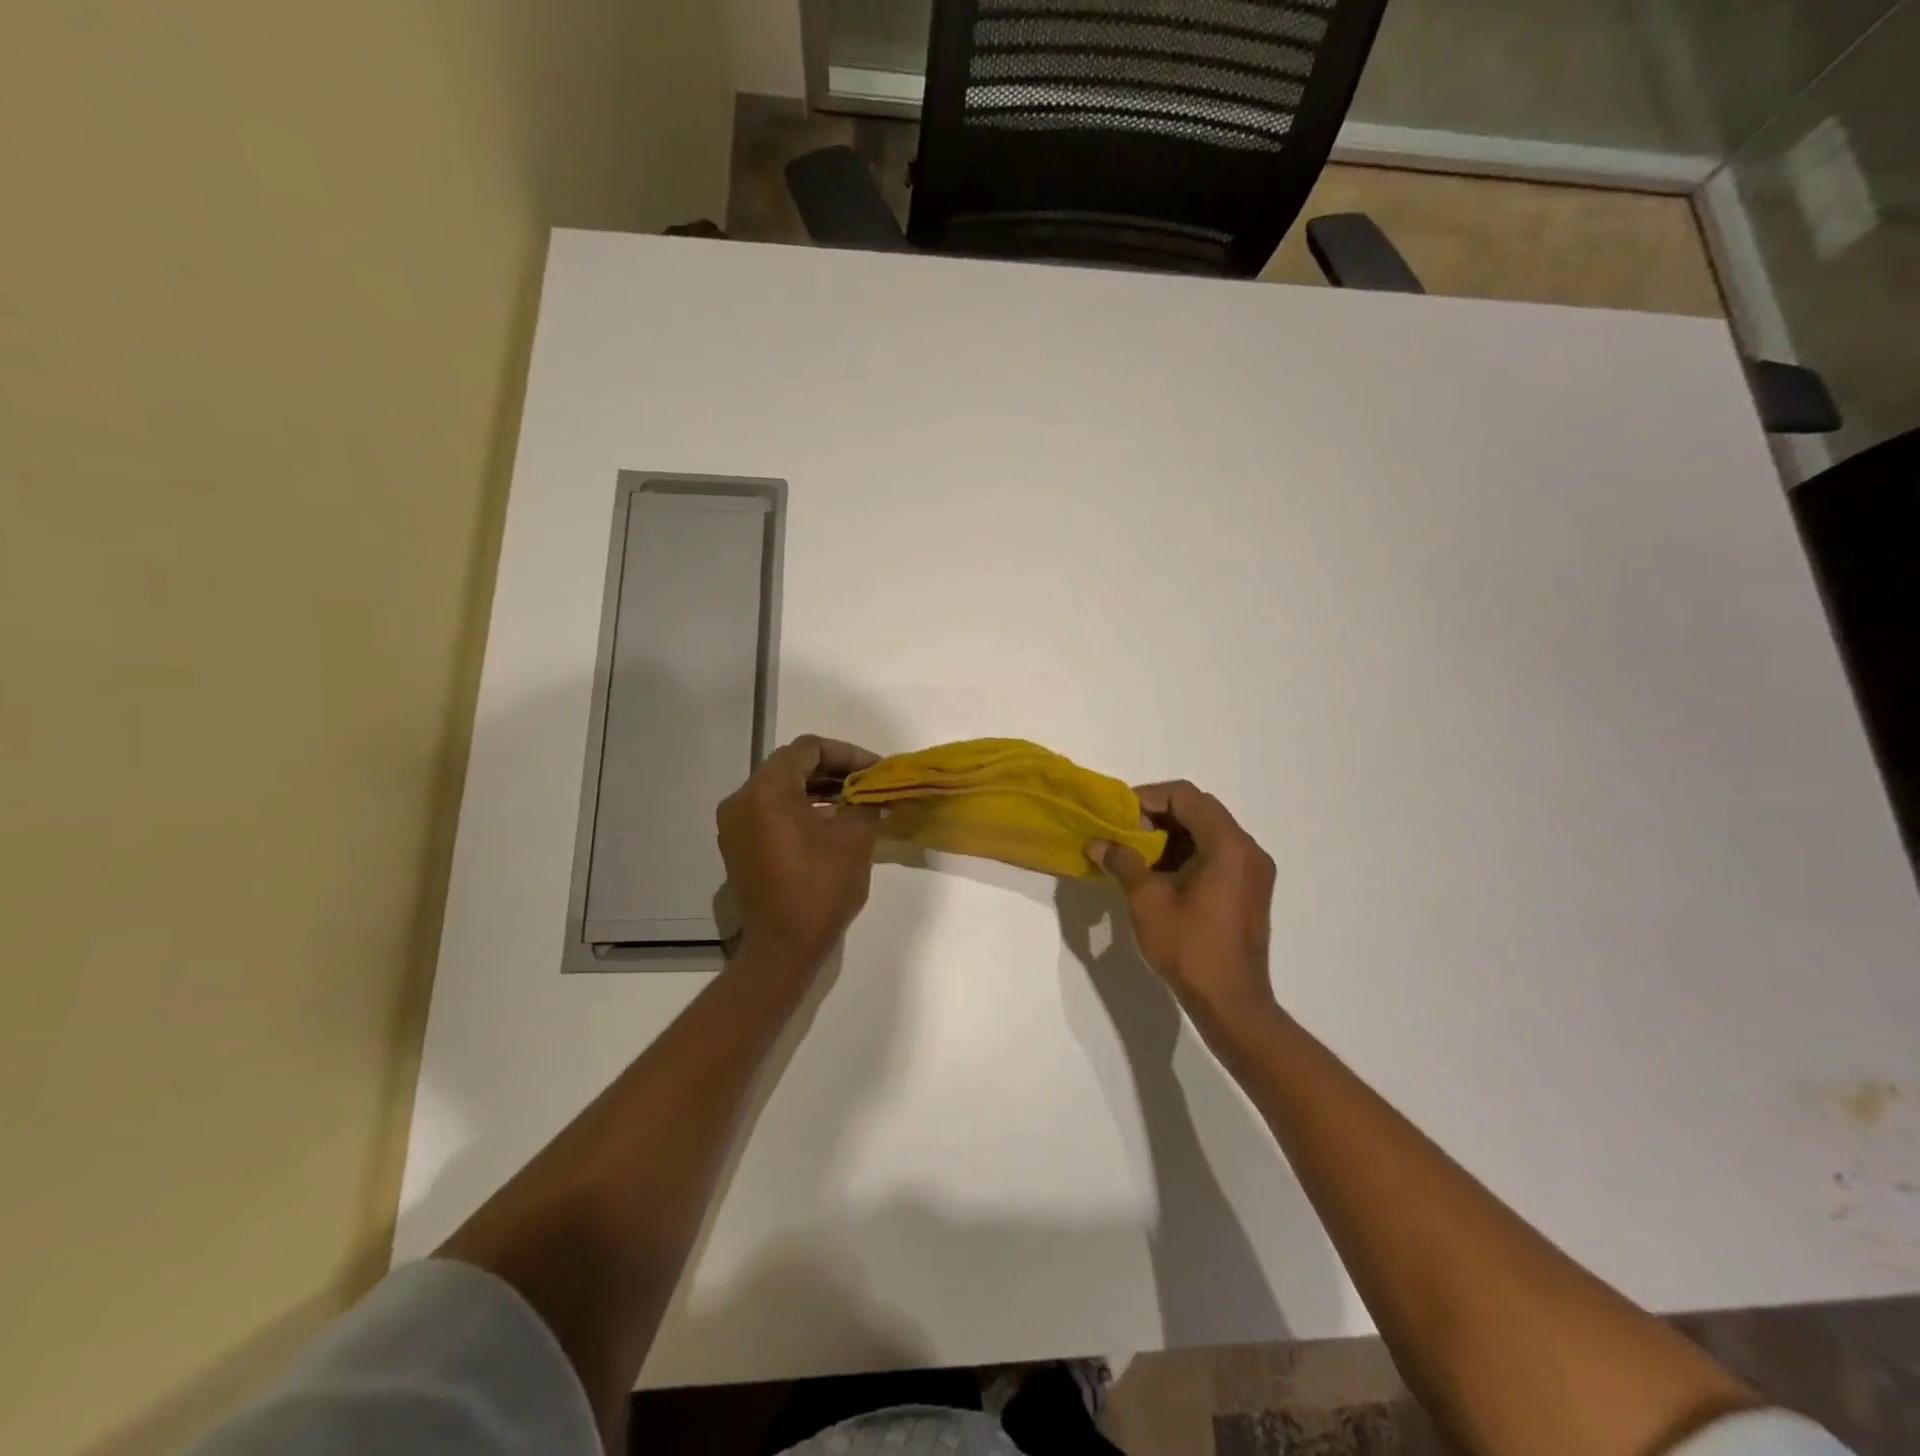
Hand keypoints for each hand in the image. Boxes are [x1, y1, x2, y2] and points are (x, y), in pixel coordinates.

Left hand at [717, 735, 883, 968]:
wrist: (782, 948)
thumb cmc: (820, 889)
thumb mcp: (854, 840)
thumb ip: (865, 805)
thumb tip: (872, 795)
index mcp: (767, 790)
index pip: (808, 749)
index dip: (846, 753)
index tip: (874, 769)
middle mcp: (742, 799)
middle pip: (790, 765)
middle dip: (832, 769)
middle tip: (866, 782)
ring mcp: (734, 823)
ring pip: (779, 788)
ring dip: (816, 788)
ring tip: (853, 800)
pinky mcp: (737, 845)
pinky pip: (769, 810)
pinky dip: (798, 808)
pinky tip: (829, 821)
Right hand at [1087, 781, 1277, 1029]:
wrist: (1231, 1002)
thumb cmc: (1189, 948)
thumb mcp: (1147, 901)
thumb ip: (1123, 862)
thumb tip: (1097, 843)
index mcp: (1227, 844)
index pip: (1185, 796)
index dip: (1148, 798)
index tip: (1118, 814)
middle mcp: (1248, 848)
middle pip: (1200, 809)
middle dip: (1159, 814)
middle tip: (1126, 831)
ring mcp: (1254, 869)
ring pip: (1209, 831)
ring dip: (1173, 834)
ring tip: (1138, 852)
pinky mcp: (1252, 888)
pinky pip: (1218, 852)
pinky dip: (1189, 852)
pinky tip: (1161, 872)